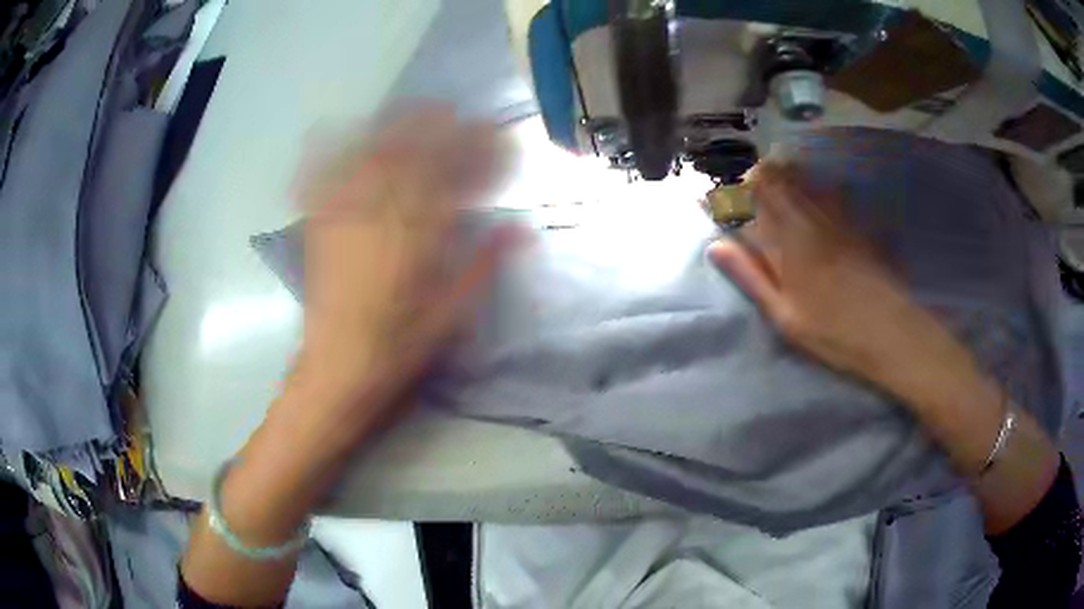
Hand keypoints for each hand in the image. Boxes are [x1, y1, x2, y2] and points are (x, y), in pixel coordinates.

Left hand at [282, 106, 516, 455]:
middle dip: (435, 127)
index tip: (494, 137)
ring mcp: (344, 218)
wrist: (338, 369)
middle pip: (409, 156)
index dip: (475, 152)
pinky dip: (324, 152)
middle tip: (454, 111)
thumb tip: (521, 229)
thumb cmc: (400, 347)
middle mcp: (380, 218)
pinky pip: (320, 180)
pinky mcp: (319, 227)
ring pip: (369, 158)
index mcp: (419, 240)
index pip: (452, 178)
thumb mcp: (453, 314)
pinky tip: (326, 132)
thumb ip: (485, 263)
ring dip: (391, 128)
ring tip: (409, 111)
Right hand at [706, 162, 945, 390]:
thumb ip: (750, 276)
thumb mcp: (784, 314)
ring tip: (781, 200)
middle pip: (780, 173)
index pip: (756, 190)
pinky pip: (829, 189)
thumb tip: (717, 246)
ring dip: (786, 179)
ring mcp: (837, 214)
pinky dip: (813, 188)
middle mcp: (811, 215)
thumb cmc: (833, 330)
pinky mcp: (856, 220)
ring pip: (804, 176)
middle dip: (761, 178)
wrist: (890, 330)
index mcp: (789, 236)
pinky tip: (814, 206)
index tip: (730, 202)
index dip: (739, 188)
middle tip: (755, 201)